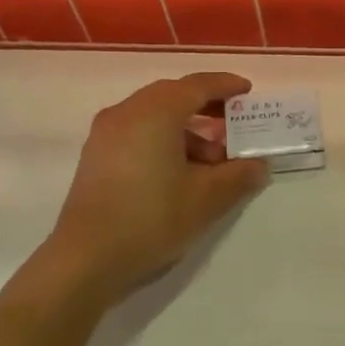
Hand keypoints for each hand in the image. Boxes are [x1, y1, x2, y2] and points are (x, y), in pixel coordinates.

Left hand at [50, 72, 268, 300]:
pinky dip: (163, 139)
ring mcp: (106, 133)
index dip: (226, 86)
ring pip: (154, 116)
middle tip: (234, 125)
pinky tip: (179, 172)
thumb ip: (238, 176)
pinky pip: (137, 132)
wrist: (86, 260)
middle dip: (207, 107)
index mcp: (156, 112)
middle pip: (174, 96)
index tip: (248, 92)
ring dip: (186, 129)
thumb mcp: (206, 199)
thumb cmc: (152, 218)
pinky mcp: (96, 155)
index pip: (198, 85)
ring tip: (212, 161)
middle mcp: (128, 112)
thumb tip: (259, 166)